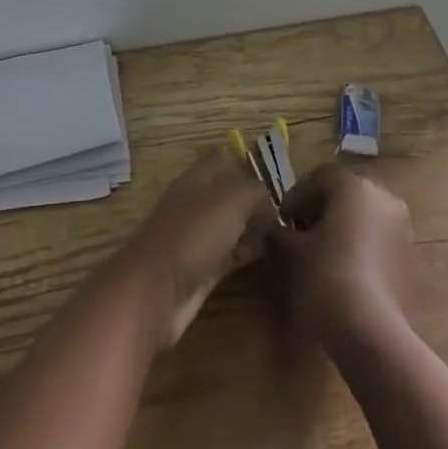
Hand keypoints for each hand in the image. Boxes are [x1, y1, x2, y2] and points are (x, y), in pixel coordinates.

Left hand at [116, 147, 274, 349]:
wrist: (157, 290)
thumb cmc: (193, 234)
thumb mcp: (232, 199)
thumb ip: (256, 192)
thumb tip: (271, 203)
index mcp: (197, 178)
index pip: (221, 157)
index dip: (245, 162)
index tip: (276, 176)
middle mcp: (196, 202)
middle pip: (229, 193)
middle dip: (256, 199)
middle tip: (290, 210)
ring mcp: (197, 236)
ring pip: (232, 223)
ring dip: (254, 226)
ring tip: (287, 232)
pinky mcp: (202, 267)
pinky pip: (231, 252)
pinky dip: (248, 251)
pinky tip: (270, 255)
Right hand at [272, 162, 413, 348]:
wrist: (370, 331)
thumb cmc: (325, 276)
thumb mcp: (290, 251)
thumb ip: (279, 232)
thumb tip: (274, 228)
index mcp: (354, 186)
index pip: (320, 177)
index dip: (297, 195)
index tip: (282, 219)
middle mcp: (384, 197)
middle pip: (347, 191)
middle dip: (323, 205)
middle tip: (301, 227)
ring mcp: (402, 227)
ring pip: (366, 213)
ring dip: (344, 223)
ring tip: (322, 248)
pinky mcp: (410, 256)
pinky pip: (380, 236)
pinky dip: (361, 242)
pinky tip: (344, 265)